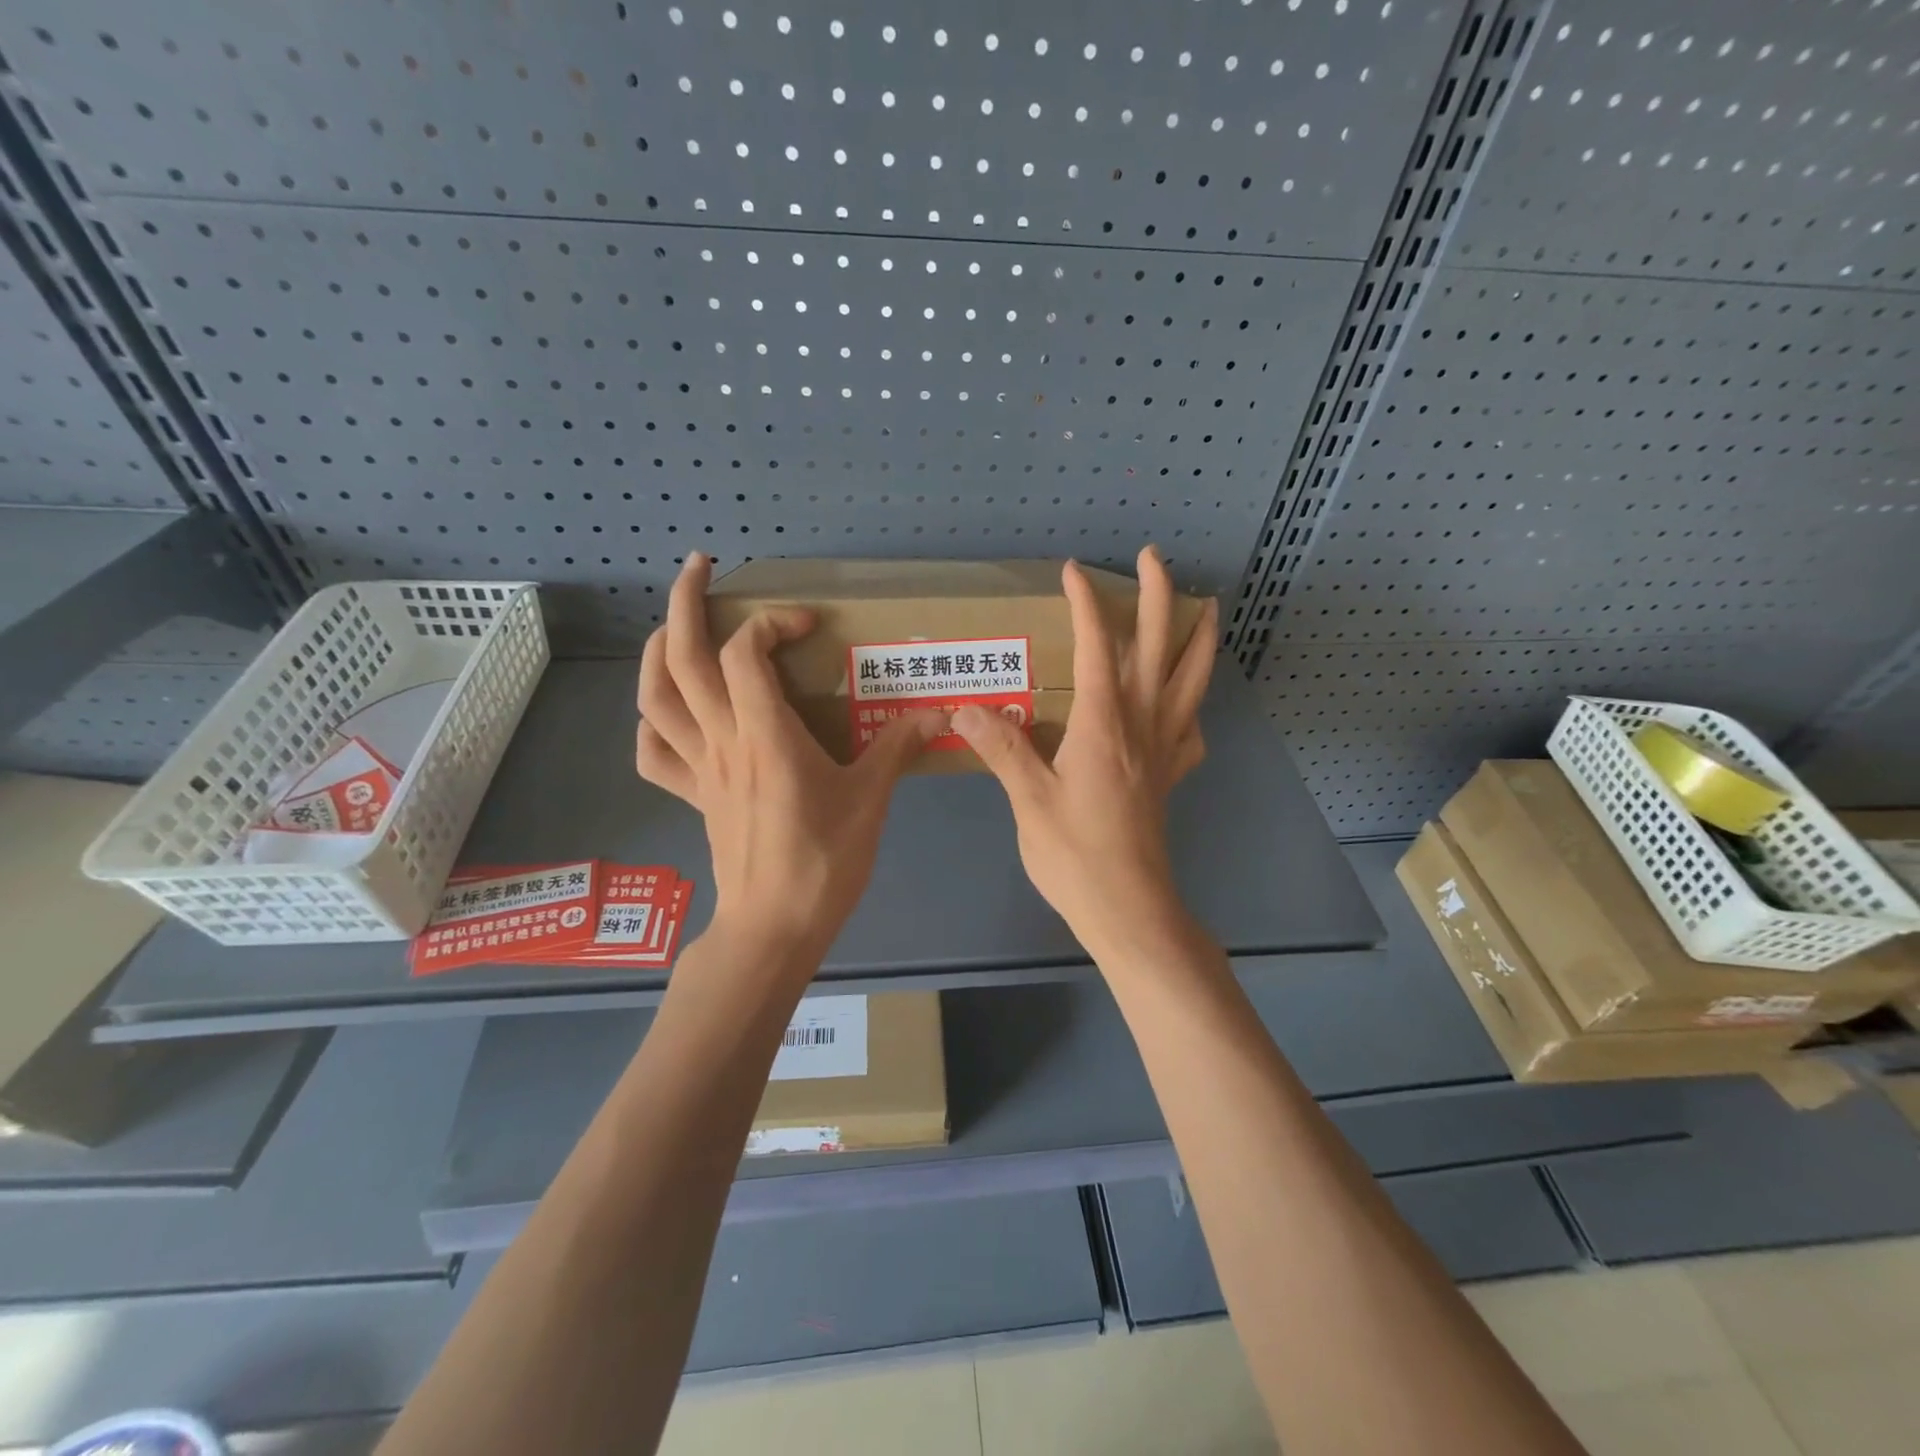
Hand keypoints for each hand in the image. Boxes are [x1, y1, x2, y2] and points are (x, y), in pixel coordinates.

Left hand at [635, 553, 947, 962]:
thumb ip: (898, 748)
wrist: (774, 927)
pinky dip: (652, 722)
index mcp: (765, 735)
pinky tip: (672, 712)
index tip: (807, 624)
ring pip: (654, 697)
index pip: (745, 652)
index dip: (771, 621)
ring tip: (674, 624)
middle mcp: (722, 741)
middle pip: (680, 657)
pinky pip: (654, 752)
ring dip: (656, 649)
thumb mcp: (871, 800)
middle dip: (684, 601)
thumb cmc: (824, 861)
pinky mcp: (693, 794)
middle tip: (700, 567)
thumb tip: (939, 713)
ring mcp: (700, 768)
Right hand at [953, 546, 1217, 961]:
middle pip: (1158, 648)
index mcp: (1104, 725)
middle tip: (1153, 558)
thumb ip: (1002, 749)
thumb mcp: (1029, 801)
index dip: (1086, 605)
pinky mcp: (1169, 777)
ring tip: (1208, 609)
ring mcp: (1163, 751)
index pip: (1097, 648)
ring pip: (1191, 682)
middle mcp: (1141, 726)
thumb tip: (964, 709)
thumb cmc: (1075, 856)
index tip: (1074, 571)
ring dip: (1198, 640)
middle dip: (1158, 597)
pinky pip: (1190, 730)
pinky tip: (1185, 707)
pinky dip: (1194, 706)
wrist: (1129, 909)